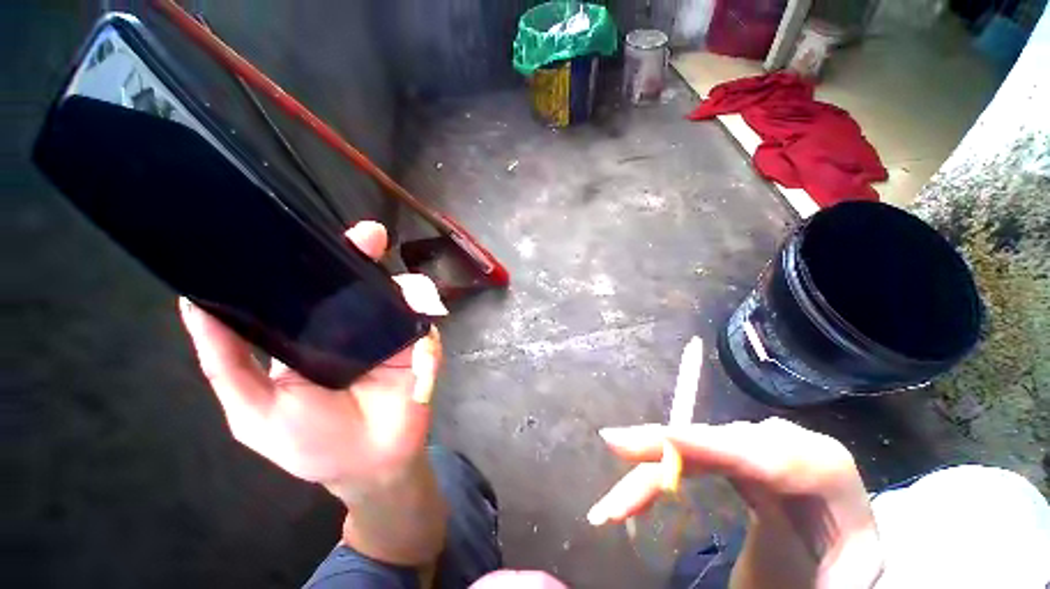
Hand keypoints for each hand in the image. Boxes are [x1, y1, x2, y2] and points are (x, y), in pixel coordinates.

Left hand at [179, 221, 444, 491]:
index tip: (306, 235)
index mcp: (312, 335)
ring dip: (397, 274)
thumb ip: (227, 362)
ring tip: (392, 263)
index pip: (311, 289)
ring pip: (396, 293)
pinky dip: (423, 301)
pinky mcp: (420, 344)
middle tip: (369, 236)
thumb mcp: (254, 408)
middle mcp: (353, 326)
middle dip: (363, 254)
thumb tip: (194, 304)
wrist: (375, 464)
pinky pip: (423, 316)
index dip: (311, 261)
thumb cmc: (311, 443)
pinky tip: (417, 295)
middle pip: (359, 282)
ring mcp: (390, 334)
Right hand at [589, 418, 883, 588]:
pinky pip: (681, 454)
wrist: (836, 516)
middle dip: (655, 448)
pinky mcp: (720, 449)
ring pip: (684, 446)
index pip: (755, 453)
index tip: (663, 437)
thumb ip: (833, 585)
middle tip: (612, 448)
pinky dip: (654, 469)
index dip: (703, 442)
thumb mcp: (855, 573)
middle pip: (705, 442)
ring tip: (614, 500)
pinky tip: (634, 484)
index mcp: (815, 462)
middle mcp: (770, 439)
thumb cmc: (848, 543)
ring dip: (645, 466)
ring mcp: (742, 441)